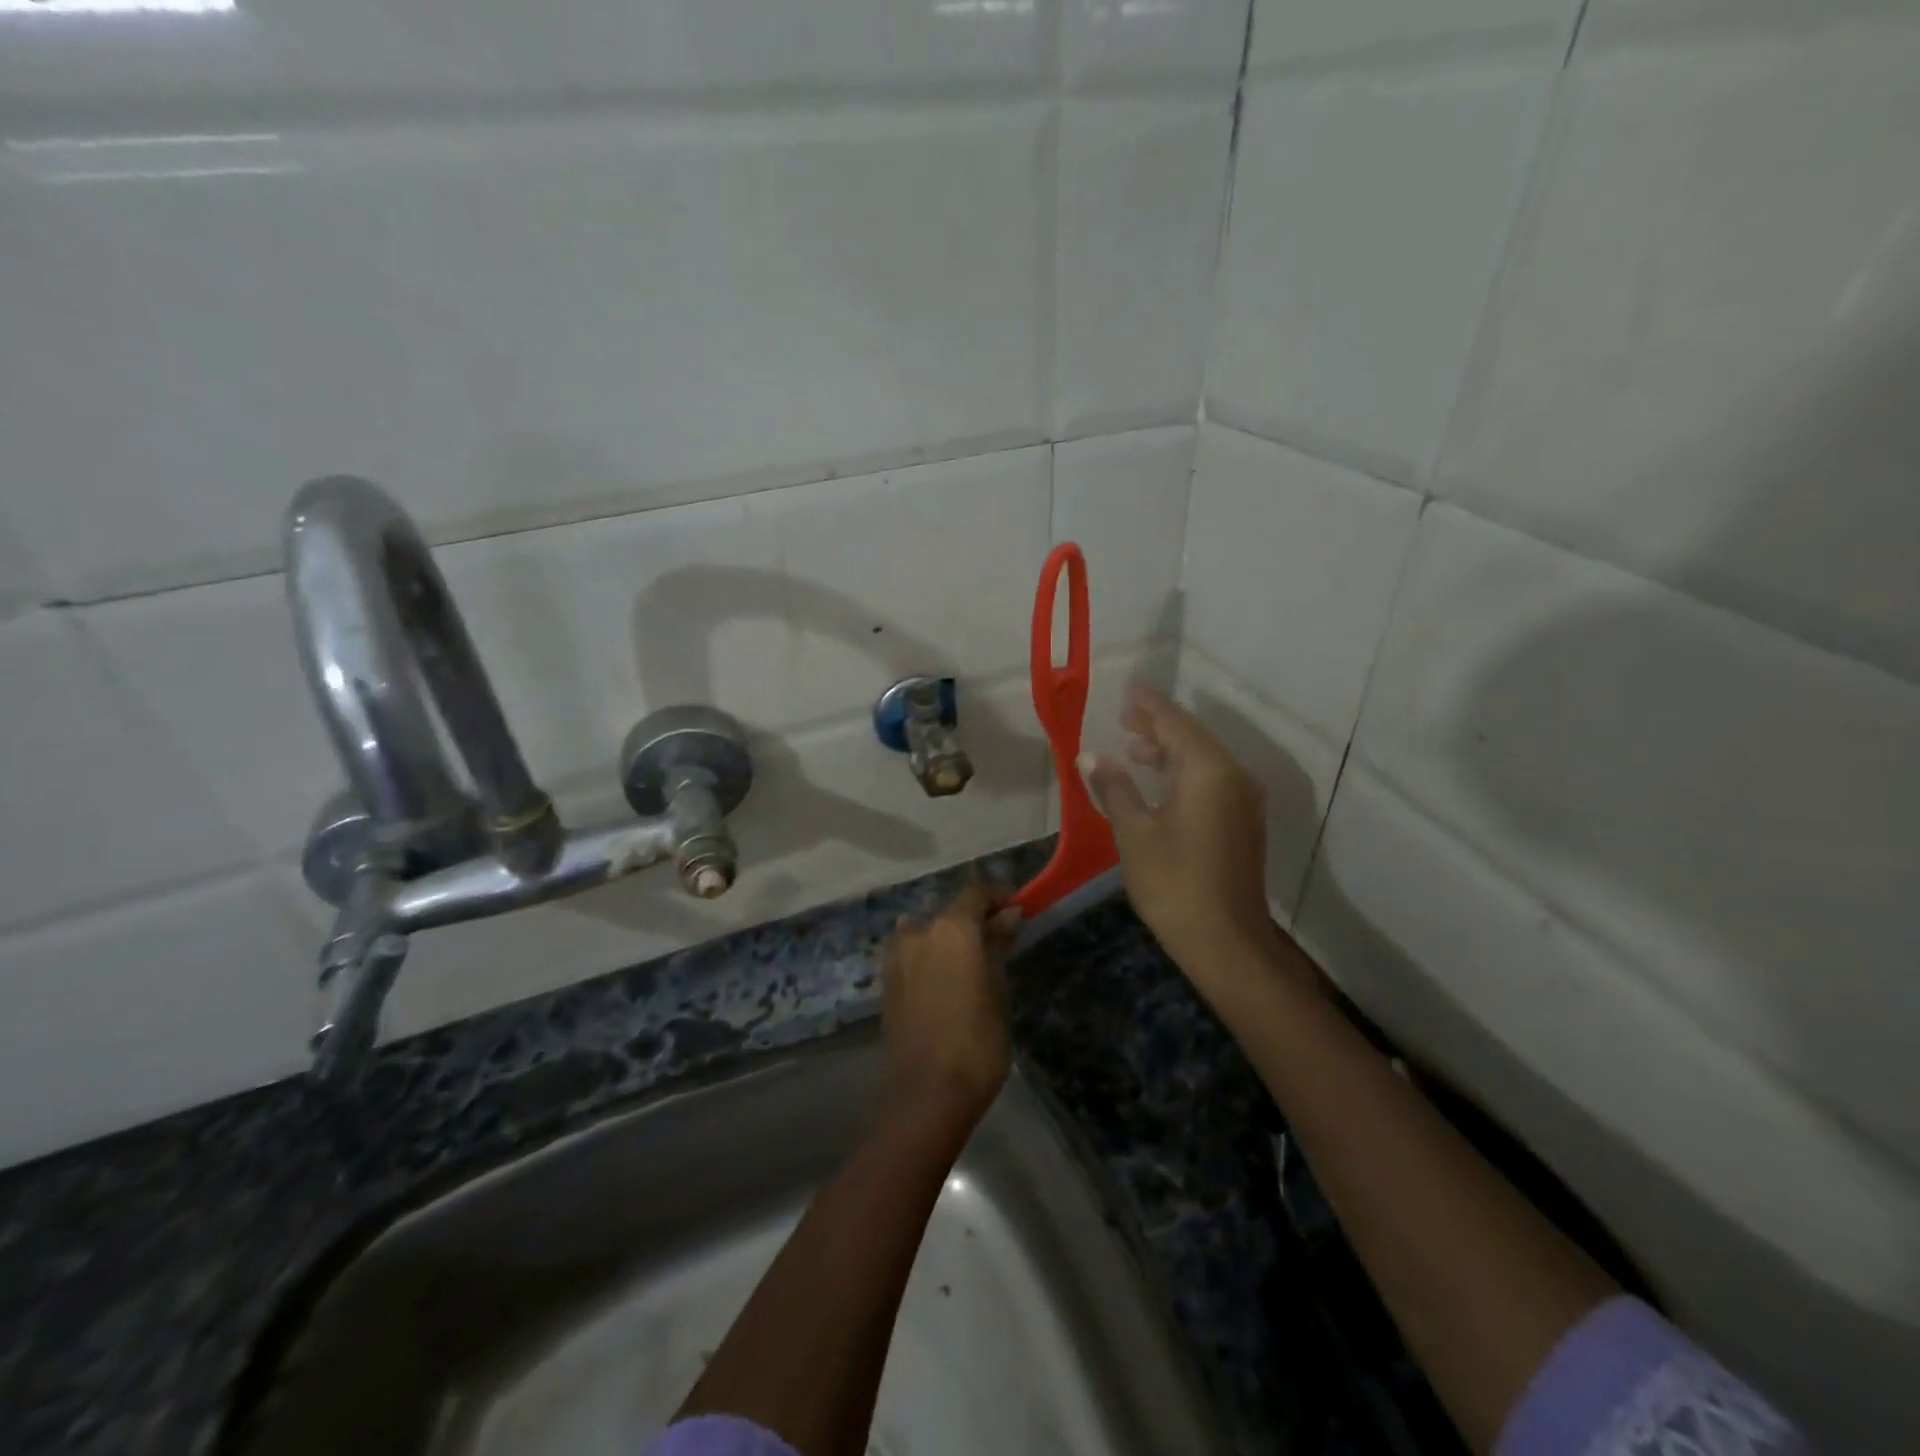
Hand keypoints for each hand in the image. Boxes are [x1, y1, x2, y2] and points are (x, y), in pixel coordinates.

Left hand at [881, 882, 1017, 1124]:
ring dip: (949, 937)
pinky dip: (931, 955)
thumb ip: (999, 944)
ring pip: (929, 931)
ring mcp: (898, 955)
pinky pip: (913, 953)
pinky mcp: (887, 980)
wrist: (927, 1091)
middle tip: (999, 940)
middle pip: (951, 911)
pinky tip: (946, 978)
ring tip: (971, 962)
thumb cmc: (977, 1039)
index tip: (1018, 909)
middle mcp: (919, 930)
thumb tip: (1009, 914)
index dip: (999, 896)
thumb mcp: (998, 988)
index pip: (977, 893)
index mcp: (951, 927)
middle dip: (975, 919)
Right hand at [1083, 684, 1279, 979]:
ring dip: (1170, 750)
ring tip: (1133, 749)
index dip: (1149, 705)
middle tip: (1123, 717)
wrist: (1226, 941)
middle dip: (1158, 726)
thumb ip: (1114, 787)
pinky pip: (1211, 780)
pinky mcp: (1242, 822)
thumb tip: (1091, 755)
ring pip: (1203, 759)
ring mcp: (1242, 800)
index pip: (1174, 723)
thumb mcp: (1134, 832)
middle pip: (1193, 737)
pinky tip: (1158, 782)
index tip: (1128, 691)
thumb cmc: (1174, 882)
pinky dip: (1184, 772)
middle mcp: (1233, 776)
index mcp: (1207, 770)